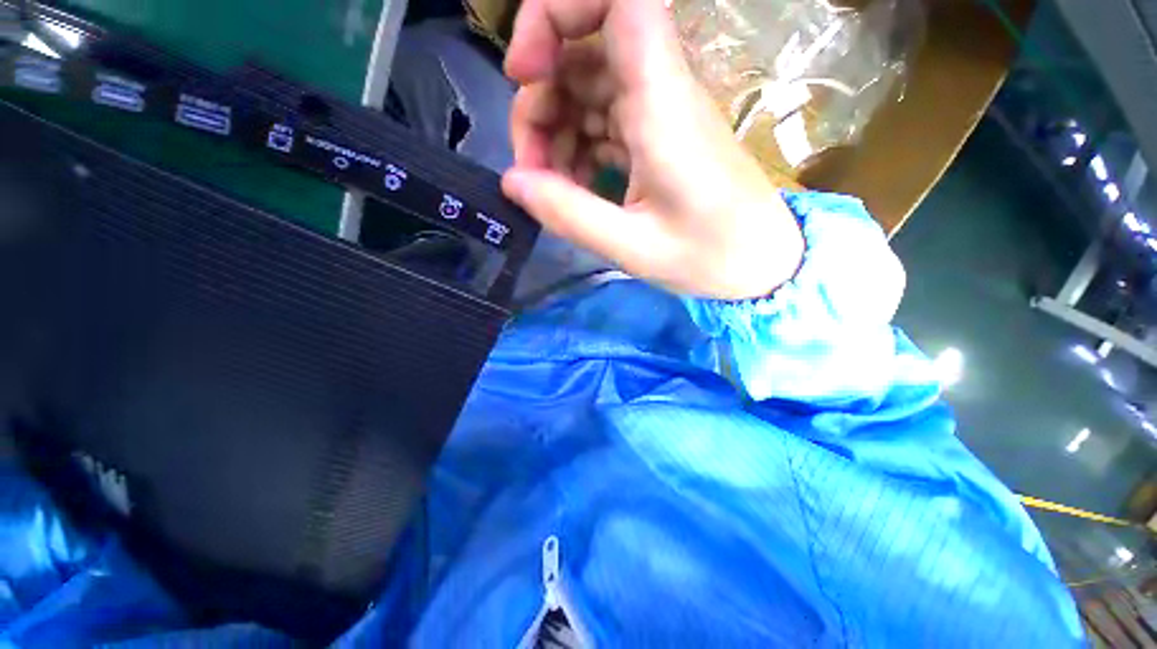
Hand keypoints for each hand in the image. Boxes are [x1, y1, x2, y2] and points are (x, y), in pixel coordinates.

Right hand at [501, 0, 803, 299]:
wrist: (759, 264)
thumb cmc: (708, 257)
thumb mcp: (633, 247)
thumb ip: (570, 214)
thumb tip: (512, 182)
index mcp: (663, 103)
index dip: (557, 9)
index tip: (525, 72)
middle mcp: (661, 92)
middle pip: (582, 53)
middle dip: (539, 104)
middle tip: (529, 171)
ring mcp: (658, 113)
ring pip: (586, 90)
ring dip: (554, 132)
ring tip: (549, 188)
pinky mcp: (656, 137)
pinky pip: (602, 122)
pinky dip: (577, 149)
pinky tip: (574, 188)